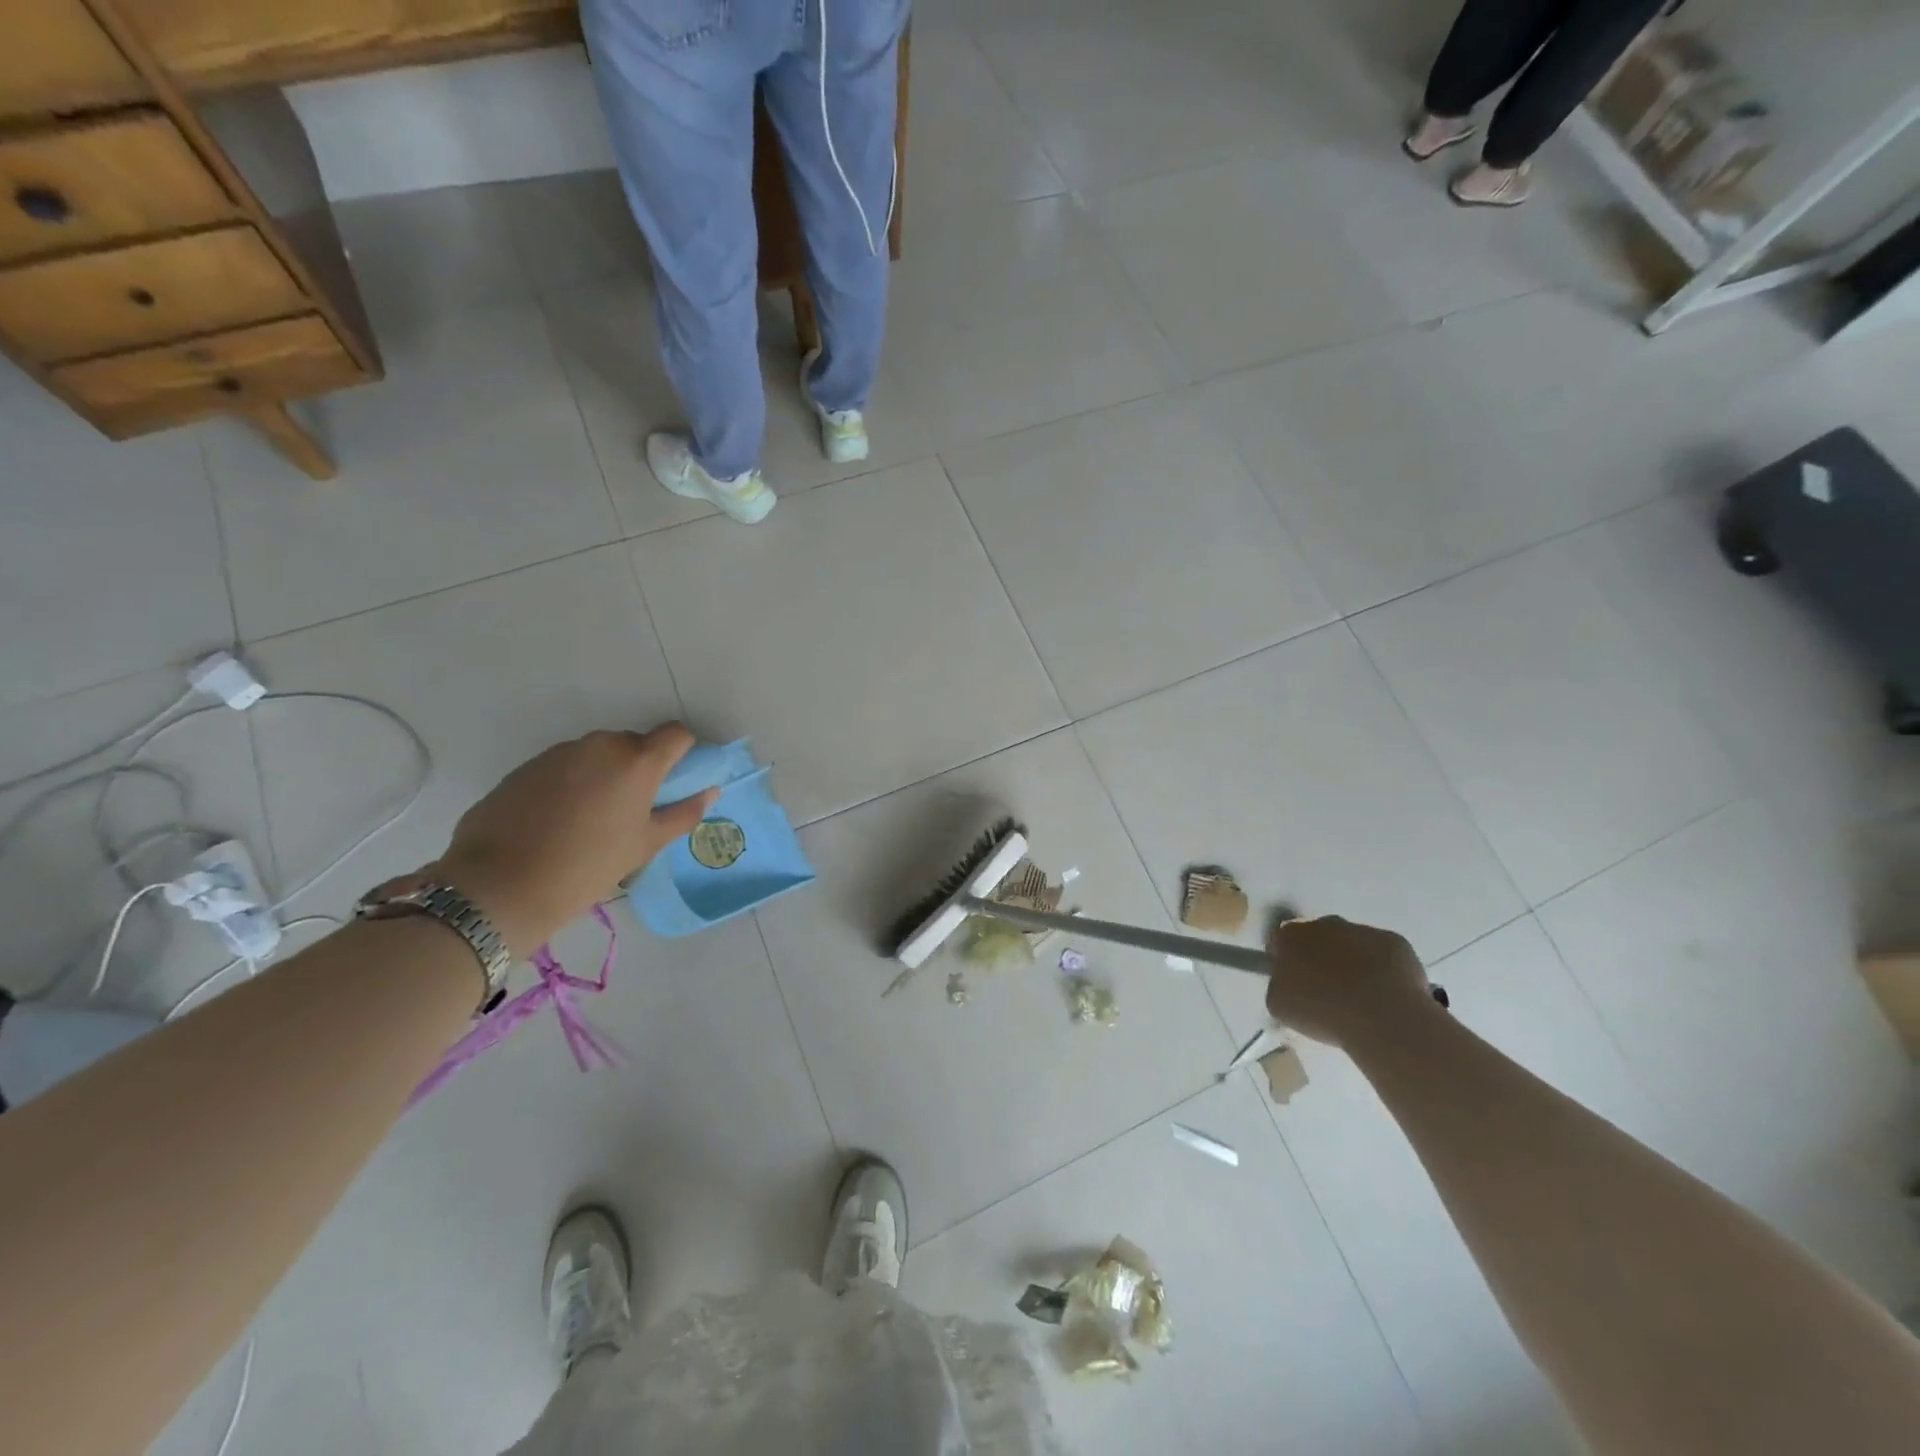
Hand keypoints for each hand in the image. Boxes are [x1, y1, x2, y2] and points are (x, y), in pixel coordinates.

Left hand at [403, 725, 717, 958]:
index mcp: (637, 761)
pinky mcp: (526, 767)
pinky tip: (559, 821)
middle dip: (640, 768)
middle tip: (632, 809)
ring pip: (597, 754)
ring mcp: (559, 753)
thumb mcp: (646, 845)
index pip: (676, 734)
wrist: (501, 885)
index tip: (677, 779)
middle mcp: (600, 744)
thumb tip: (709, 791)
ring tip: (591, 819)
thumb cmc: (589, 866)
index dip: (683, 751)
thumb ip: (683, 813)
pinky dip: (572, 784)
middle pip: (634, 744)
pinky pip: (564, 766)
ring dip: (604, 775)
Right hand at [1265, 915, 1437, 1047]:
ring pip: (1351, 942)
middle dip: (1319, 956)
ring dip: (1351, 961)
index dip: (1285, 960)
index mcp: (1290, 935)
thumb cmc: (1322, 1010)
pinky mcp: (1395, 942)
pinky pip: (1382, 953)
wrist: (1383, 1016)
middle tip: (1327, 988)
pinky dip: (1382, 968)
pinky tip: (1385, 994)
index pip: (1280, 940)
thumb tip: (1287, 982)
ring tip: (1360, 996)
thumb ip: (1278, 985)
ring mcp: (1362, 930)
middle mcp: (1323, 923)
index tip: (1293, 981)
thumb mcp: (1279, 1005)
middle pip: (1317, 936)